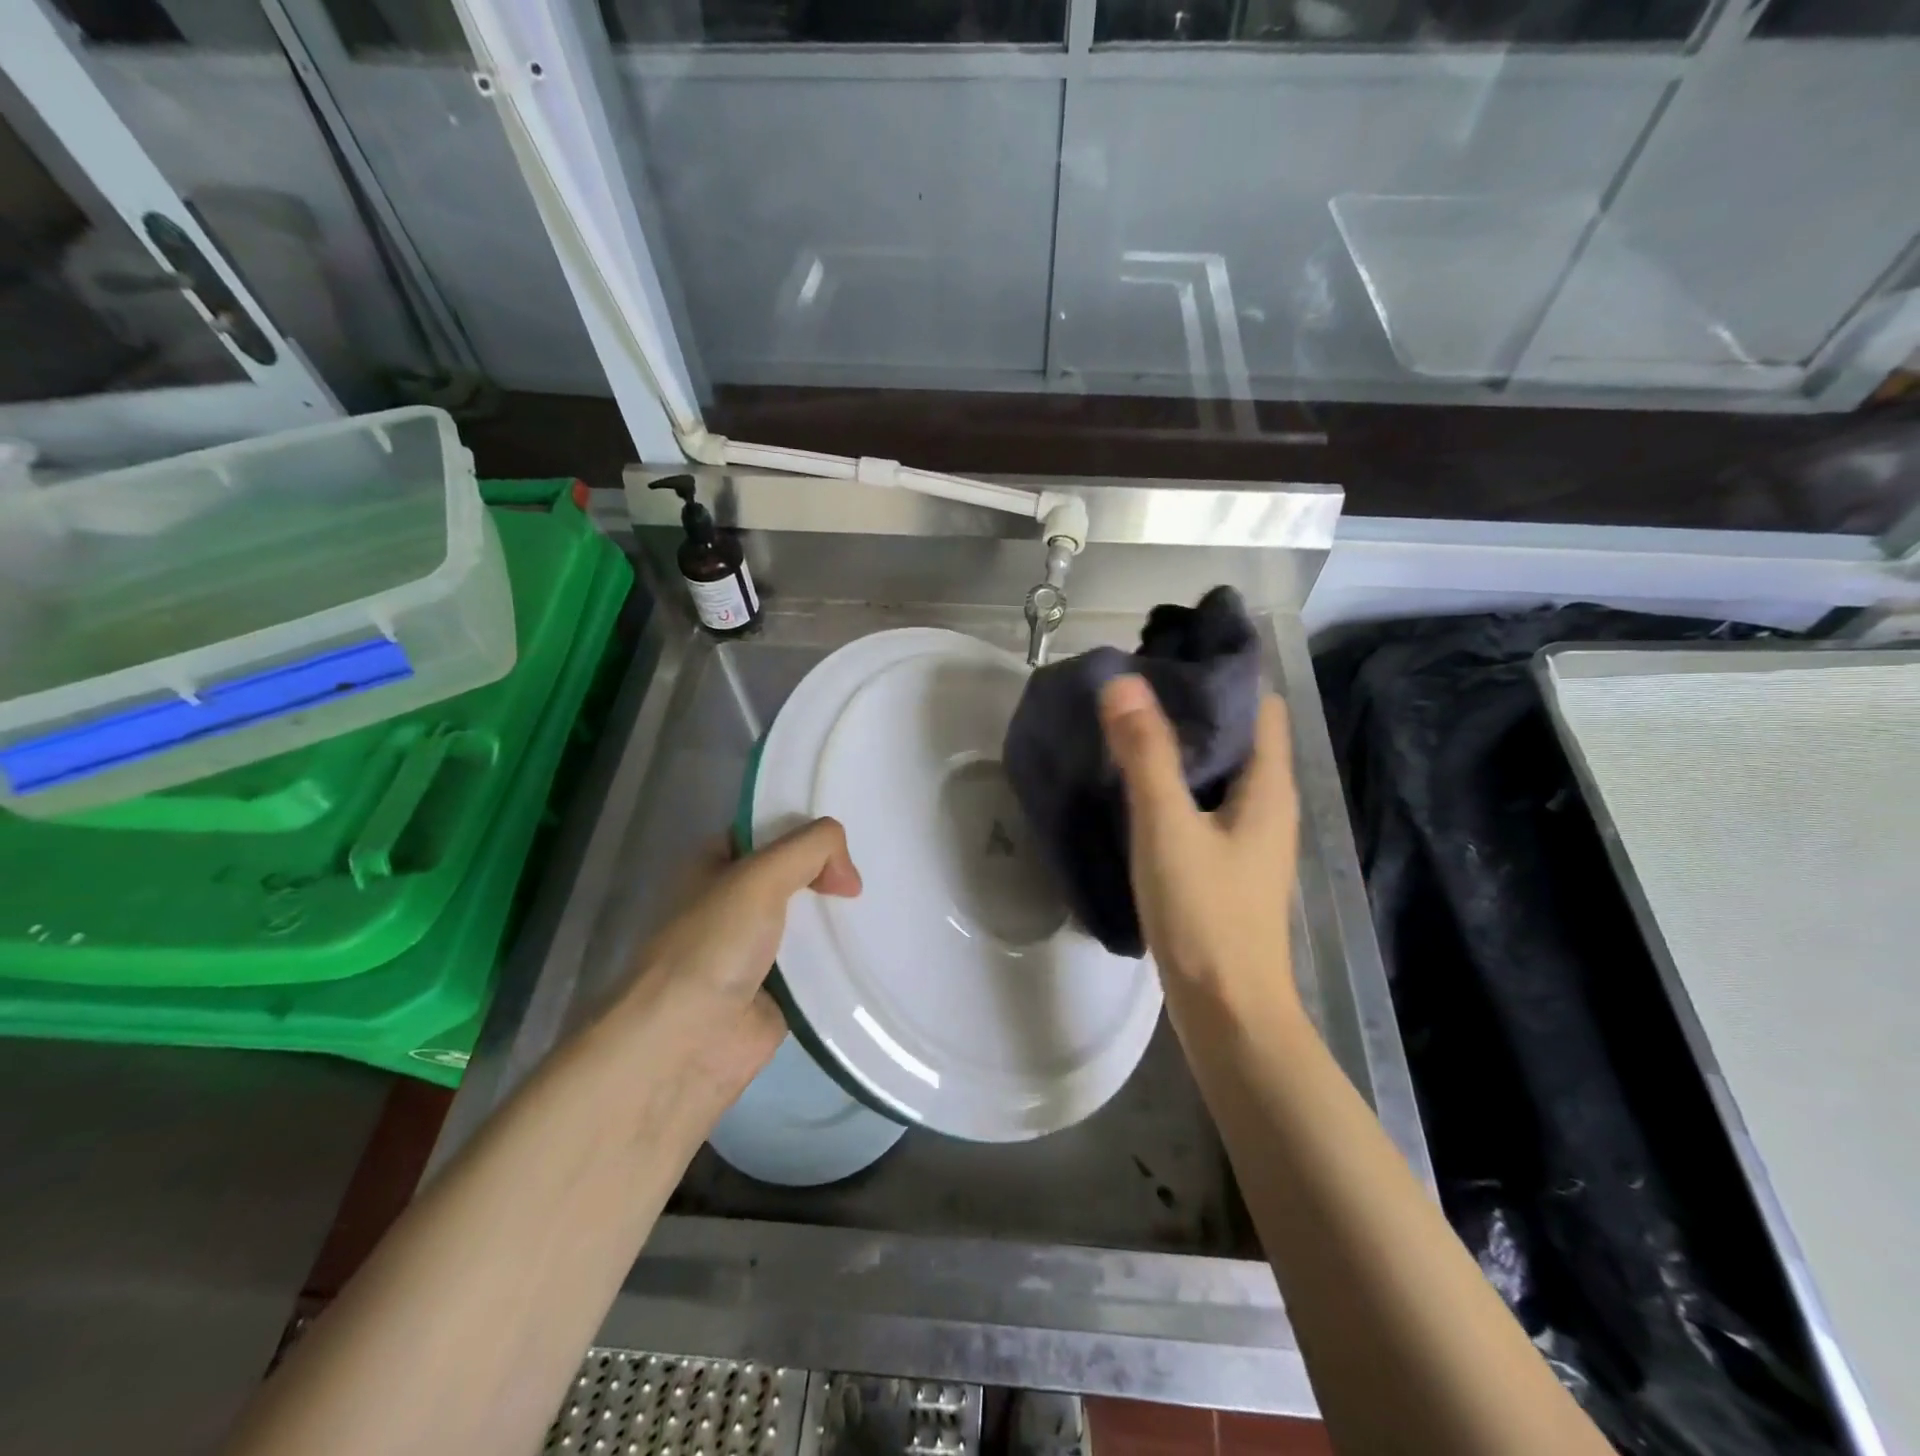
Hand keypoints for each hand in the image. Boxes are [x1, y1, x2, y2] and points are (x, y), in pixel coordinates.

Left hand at [602, 817, 862, 1123]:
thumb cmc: (713, 945)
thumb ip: (812, 849)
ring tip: (888, 903)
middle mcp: (734, 900)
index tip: (849, 835)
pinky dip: (843, 955)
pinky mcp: (780, 988)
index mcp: (715, 864)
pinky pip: (820, 961)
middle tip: (876, 869)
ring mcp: (757, 946)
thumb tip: (848, 877)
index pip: (770, 830)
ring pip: (811, 917)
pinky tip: (878, 944)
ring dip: (841, 915)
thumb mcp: (760, 875)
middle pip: (797, 873)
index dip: (807, 829)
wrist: (686, 1043)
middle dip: (832, 872)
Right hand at [1098, 674, 1300, 1023]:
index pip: (1257, 704)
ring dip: (1181, 745)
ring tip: (1128, 722)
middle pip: (1236, 734)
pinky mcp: (1224, 863)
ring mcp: (1247, 837)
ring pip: (1217, 771)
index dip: (1222, 672)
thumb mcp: (1169, 827)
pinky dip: (1174, 783)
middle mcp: (1266, 804)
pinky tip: (1135, 785)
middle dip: (1193, 705)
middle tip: (1135, 682)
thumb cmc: (1205, 914)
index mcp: (1267, 786)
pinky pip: (1202, 803)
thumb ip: (1146, 754)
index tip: (1170, 652)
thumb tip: (1123, 682)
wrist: (1227, 1010)